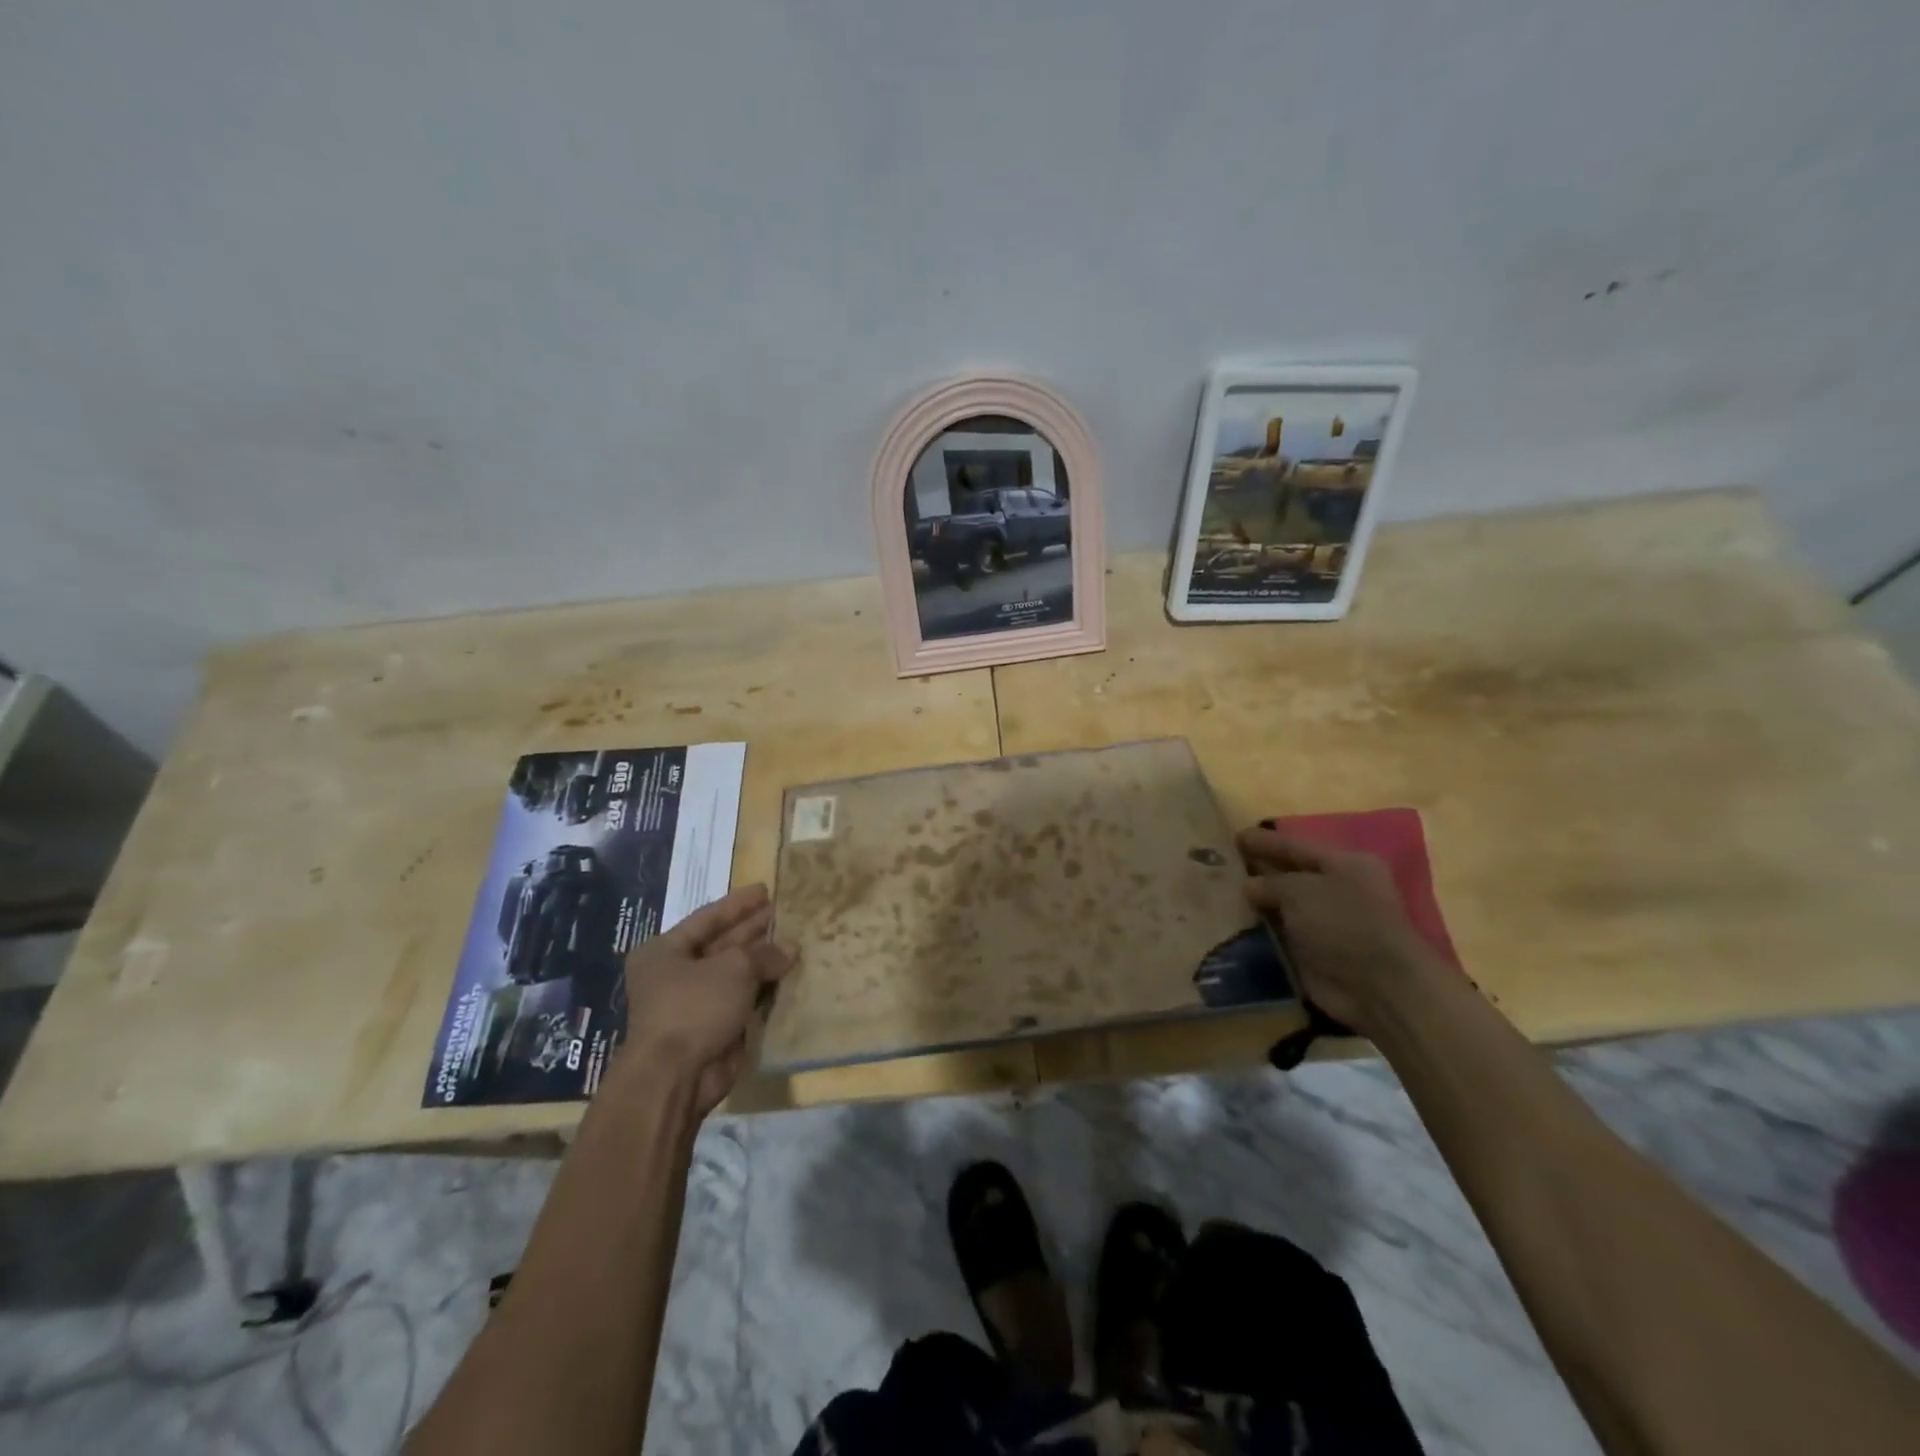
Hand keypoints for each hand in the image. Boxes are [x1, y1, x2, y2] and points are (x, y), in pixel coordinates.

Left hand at [621, 883, 795, 1115]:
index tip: (765, 889)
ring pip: (734, 973)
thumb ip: (764, 953)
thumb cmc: (695, 1007)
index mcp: (664, 951)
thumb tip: (790, 949)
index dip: (738, 903)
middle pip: (721, 943)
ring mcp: (694, 1003)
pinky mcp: (713, 1028)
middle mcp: (675, 974)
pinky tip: (789, 974)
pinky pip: (742, 1000)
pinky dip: (763, 988)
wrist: (676, 1077)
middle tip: (785, 912)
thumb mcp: (733, 968)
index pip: (708, 918)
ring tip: (795, 939)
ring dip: (762, 959)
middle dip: (753, 929)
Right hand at [1237, 826, 1437, 1034]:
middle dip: (1257, 872)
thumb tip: (1249, 886)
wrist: (1379, 988)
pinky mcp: (1316, 956)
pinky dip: (1259, 935)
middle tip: (1219, 865)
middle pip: (1290, 877)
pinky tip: (1228, 927)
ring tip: (1216, 895)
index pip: (1296, 846)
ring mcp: (1327, 926)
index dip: (1265, 841)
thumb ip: (1270, 883)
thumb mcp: (1301, 890)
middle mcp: (1338, 892)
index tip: (1235, 836)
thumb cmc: (1345, 924)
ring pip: (1283, 909)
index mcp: (1345, 865)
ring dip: (1255, 906)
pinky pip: (1280, 939)